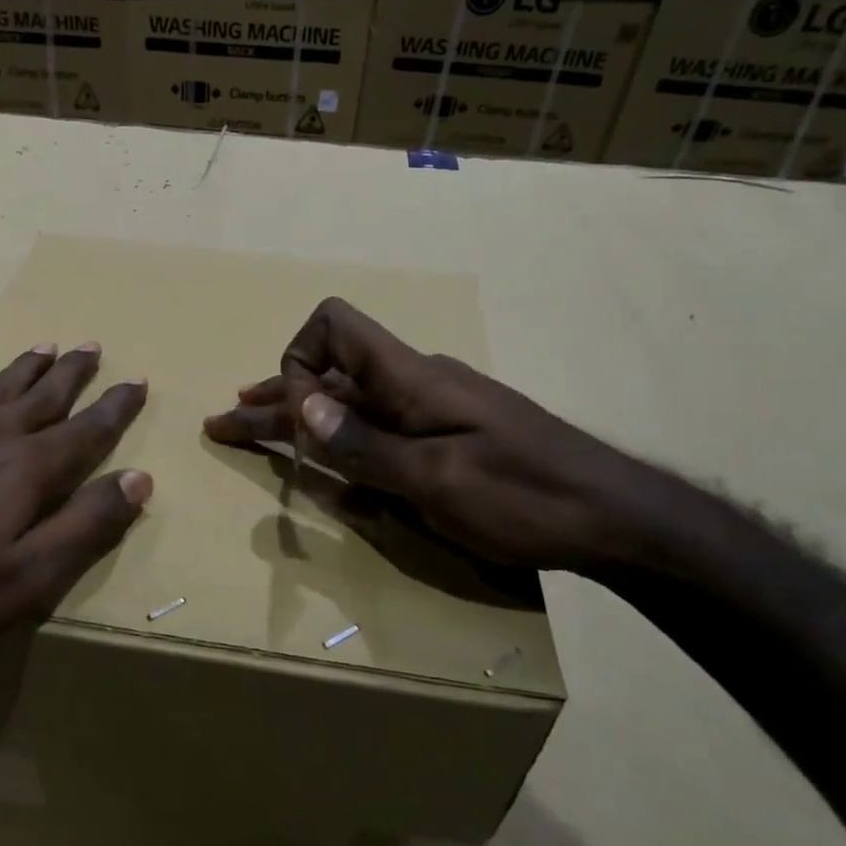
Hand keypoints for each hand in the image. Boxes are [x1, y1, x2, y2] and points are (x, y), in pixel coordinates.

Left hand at [0, 343, 150, 681]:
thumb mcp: (27, 579)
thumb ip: (87, 526)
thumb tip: (140, 479)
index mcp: (27, 470)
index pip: (87, 429)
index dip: (116, 406)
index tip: (137, 380)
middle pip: (43, 395)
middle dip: (73, 373)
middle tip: (93, 346)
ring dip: (26, 368)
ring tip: (47, 346)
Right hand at [204, 298, 660, 575]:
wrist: (618, 518)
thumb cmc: (527, 496)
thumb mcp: (438, 480)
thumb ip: (365, 445)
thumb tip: (301, 406)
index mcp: (409, 377)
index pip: (332, 326)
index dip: (298, 362)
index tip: (297, 418)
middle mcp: (413, 383)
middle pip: (330, 373)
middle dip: (274, 396)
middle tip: (227, 420)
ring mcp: (432, 412)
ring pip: (350, 405)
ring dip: (300, 419)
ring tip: (255, 430)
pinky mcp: (446, 439)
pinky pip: (378, 431)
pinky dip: (339, 442)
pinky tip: (322, 465)